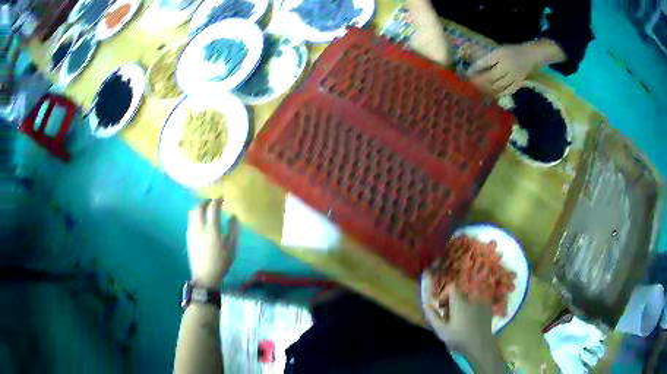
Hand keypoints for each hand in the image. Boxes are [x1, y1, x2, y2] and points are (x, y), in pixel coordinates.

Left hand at [186, 199, 238, 287]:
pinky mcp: (188, 236)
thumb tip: (234, 216)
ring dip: (200, 207)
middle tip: (214, 202)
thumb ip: (233, 230)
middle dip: (207, 201)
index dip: (218, 200)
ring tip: (207, 209)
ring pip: (192, 212)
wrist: (204, 276)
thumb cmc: (221, 263)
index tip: (223, 198)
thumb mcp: (232, 248)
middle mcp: (199, 227)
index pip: (213, 207)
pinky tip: (201, 220)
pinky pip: (190, 219)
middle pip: (199, 206)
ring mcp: (192, 231)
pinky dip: (196, 215)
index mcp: (211, 229)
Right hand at [420, 272, 493, 353]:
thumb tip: (425, 304)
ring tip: (460, 319)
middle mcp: (472, 297)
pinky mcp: (488, 308)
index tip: (441, 306)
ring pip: (469, 298)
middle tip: (449, 316)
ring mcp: (482, 302)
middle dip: (453, 302)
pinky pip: (478, 302)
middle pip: (460, 293)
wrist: (480, 345)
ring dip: (463, 304)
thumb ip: (433, 316)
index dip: (445, 294)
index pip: (452, 287)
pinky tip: (470, 320)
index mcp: (460, 301)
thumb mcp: (442, 330)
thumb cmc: (459, 338)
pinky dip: (472, 307)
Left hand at [468, 44, 537, 96]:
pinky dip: (497, 93)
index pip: (485, 63)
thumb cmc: (511, 51)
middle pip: (490, 77)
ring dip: (487, 88)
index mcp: (500, 55)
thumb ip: (488, 58)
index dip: (475, 69)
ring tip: (479, 88)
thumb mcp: (498, 51)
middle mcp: (507, 67)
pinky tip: (491, 93)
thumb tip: (474, 66)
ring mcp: (513, 77)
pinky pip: (506, 91)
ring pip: (498, 86)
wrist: (529, 56)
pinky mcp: (518, 84)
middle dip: (479, 80)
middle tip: (472, 82)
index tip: (468, 72)